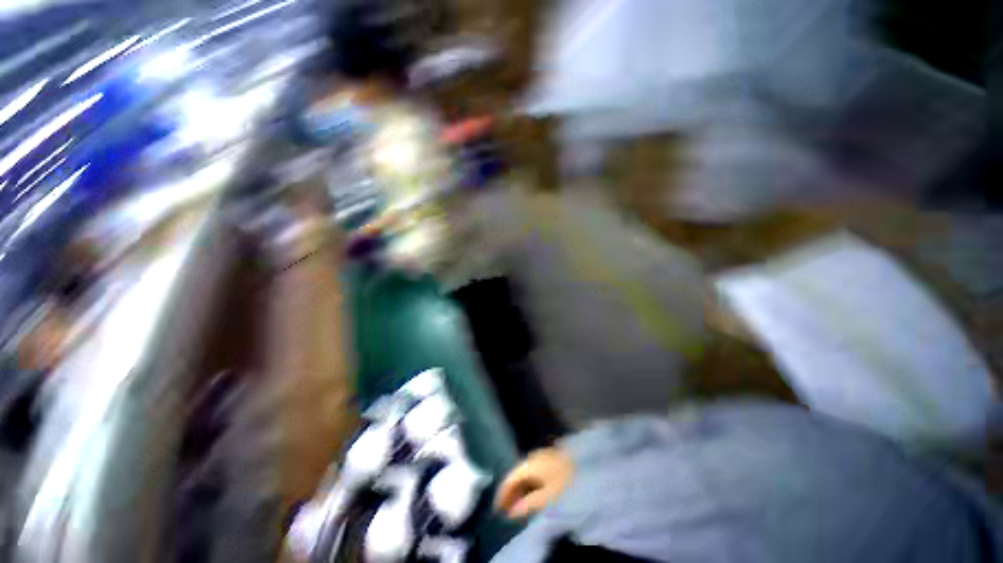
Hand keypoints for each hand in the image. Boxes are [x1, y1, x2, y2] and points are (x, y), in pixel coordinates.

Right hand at [494, 447, 573, 518]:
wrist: (590, 469)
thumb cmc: (567, 484)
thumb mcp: (547, 498)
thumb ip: (527, 505)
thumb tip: (511, 511)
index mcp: (530, 464)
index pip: (510, 479)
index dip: (502, 495)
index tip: (497, 511)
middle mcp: (534, 456)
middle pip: (517, 474)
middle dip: (511, 492)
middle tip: (507, 510)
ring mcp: (544, 455)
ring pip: (526, 473)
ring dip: (521, 489)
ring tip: (519, 506)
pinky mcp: (552, 458)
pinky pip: (535, 472)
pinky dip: (530, 484)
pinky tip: (533, 494)